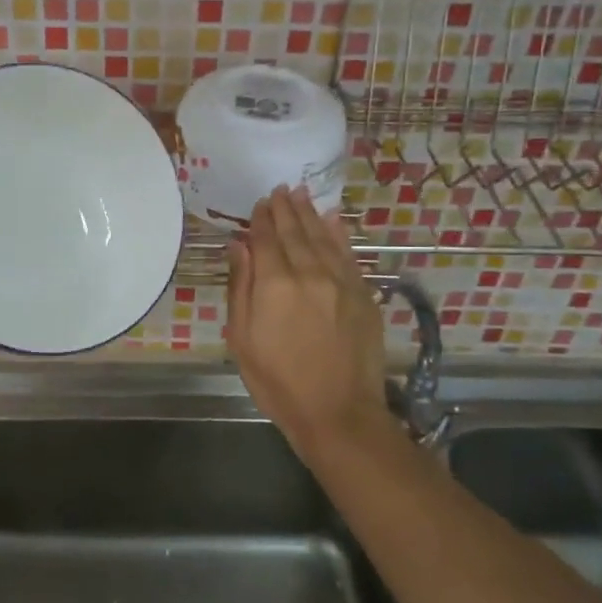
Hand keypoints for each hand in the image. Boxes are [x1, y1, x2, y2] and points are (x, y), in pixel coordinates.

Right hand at [226, 185, 399, 461]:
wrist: (337, 413)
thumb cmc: (278, 381)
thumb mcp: (242, 339)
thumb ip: (240, 287)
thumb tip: (239, 246)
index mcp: (275, 284)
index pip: (266, 239)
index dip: (261, 219)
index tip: (259, 203)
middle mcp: (309, 273)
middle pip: (295, 232)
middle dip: (285, 209)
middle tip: (280, 189)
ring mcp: (341, 282)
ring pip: (323, 237)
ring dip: (310, 214)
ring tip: (301, 194)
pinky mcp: (363, 294)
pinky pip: (349, 254)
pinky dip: (338, 233)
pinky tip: (332, 219)